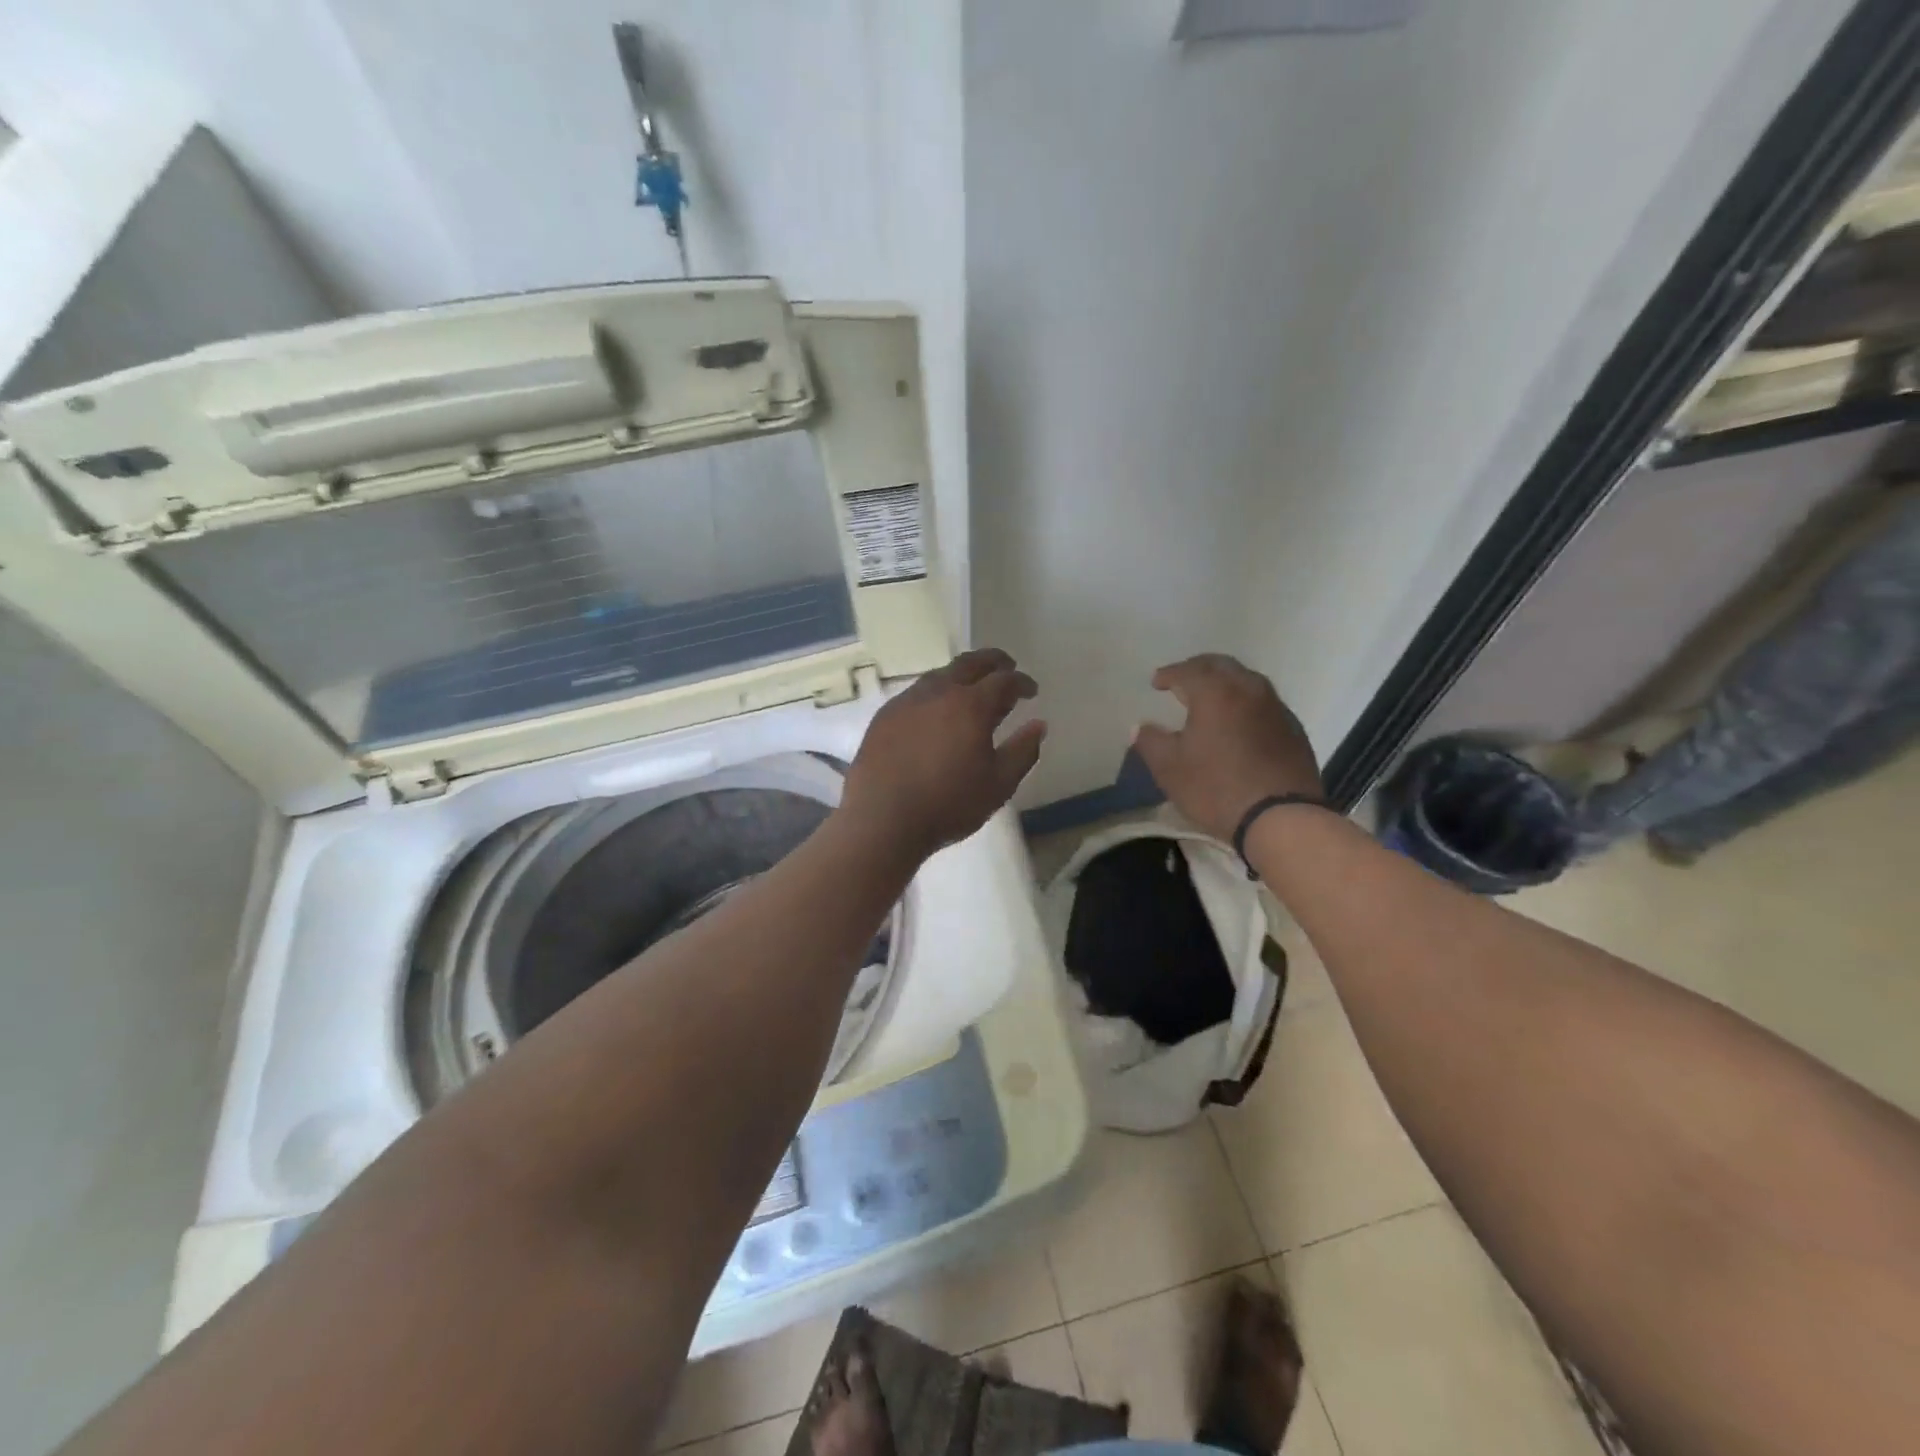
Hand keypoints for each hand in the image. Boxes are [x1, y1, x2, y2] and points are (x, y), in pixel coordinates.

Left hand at [840, 648, 1046, 859]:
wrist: (882, 820)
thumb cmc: (948, 804)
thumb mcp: (999, 785)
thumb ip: (1023, 751)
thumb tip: (1039, 725)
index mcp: (970, 705)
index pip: (1004, 680)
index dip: (1022, 682)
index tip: (1031, 691)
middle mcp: (938, 692)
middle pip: (969, 663)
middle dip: (993, 661)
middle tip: (1006, 668)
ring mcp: (906, 701)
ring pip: (939, 675)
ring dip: (961, 675)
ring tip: (971, 690)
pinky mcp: (884, 716)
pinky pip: (916, 693)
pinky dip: (935, 693)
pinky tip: (935, 713)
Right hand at [1134, 653, 1322, 841]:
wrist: (1281, 818)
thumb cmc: (1216, 788)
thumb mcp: (1169, 768)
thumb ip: (1150, 742)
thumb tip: (1140, 727)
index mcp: (1216, 692)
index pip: (1188, 670)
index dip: (1169, 673)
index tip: (1156, 682)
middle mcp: (1249, 690)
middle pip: (1222, 666)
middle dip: (1199, 669)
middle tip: (1183, 681)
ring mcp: (1277, 708)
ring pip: (1247, 682)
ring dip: (1225, 684)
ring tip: (1211, 700)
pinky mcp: (1294, 730)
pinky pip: (1264, 704)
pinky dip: (1246, 704)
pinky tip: (1239, 723)